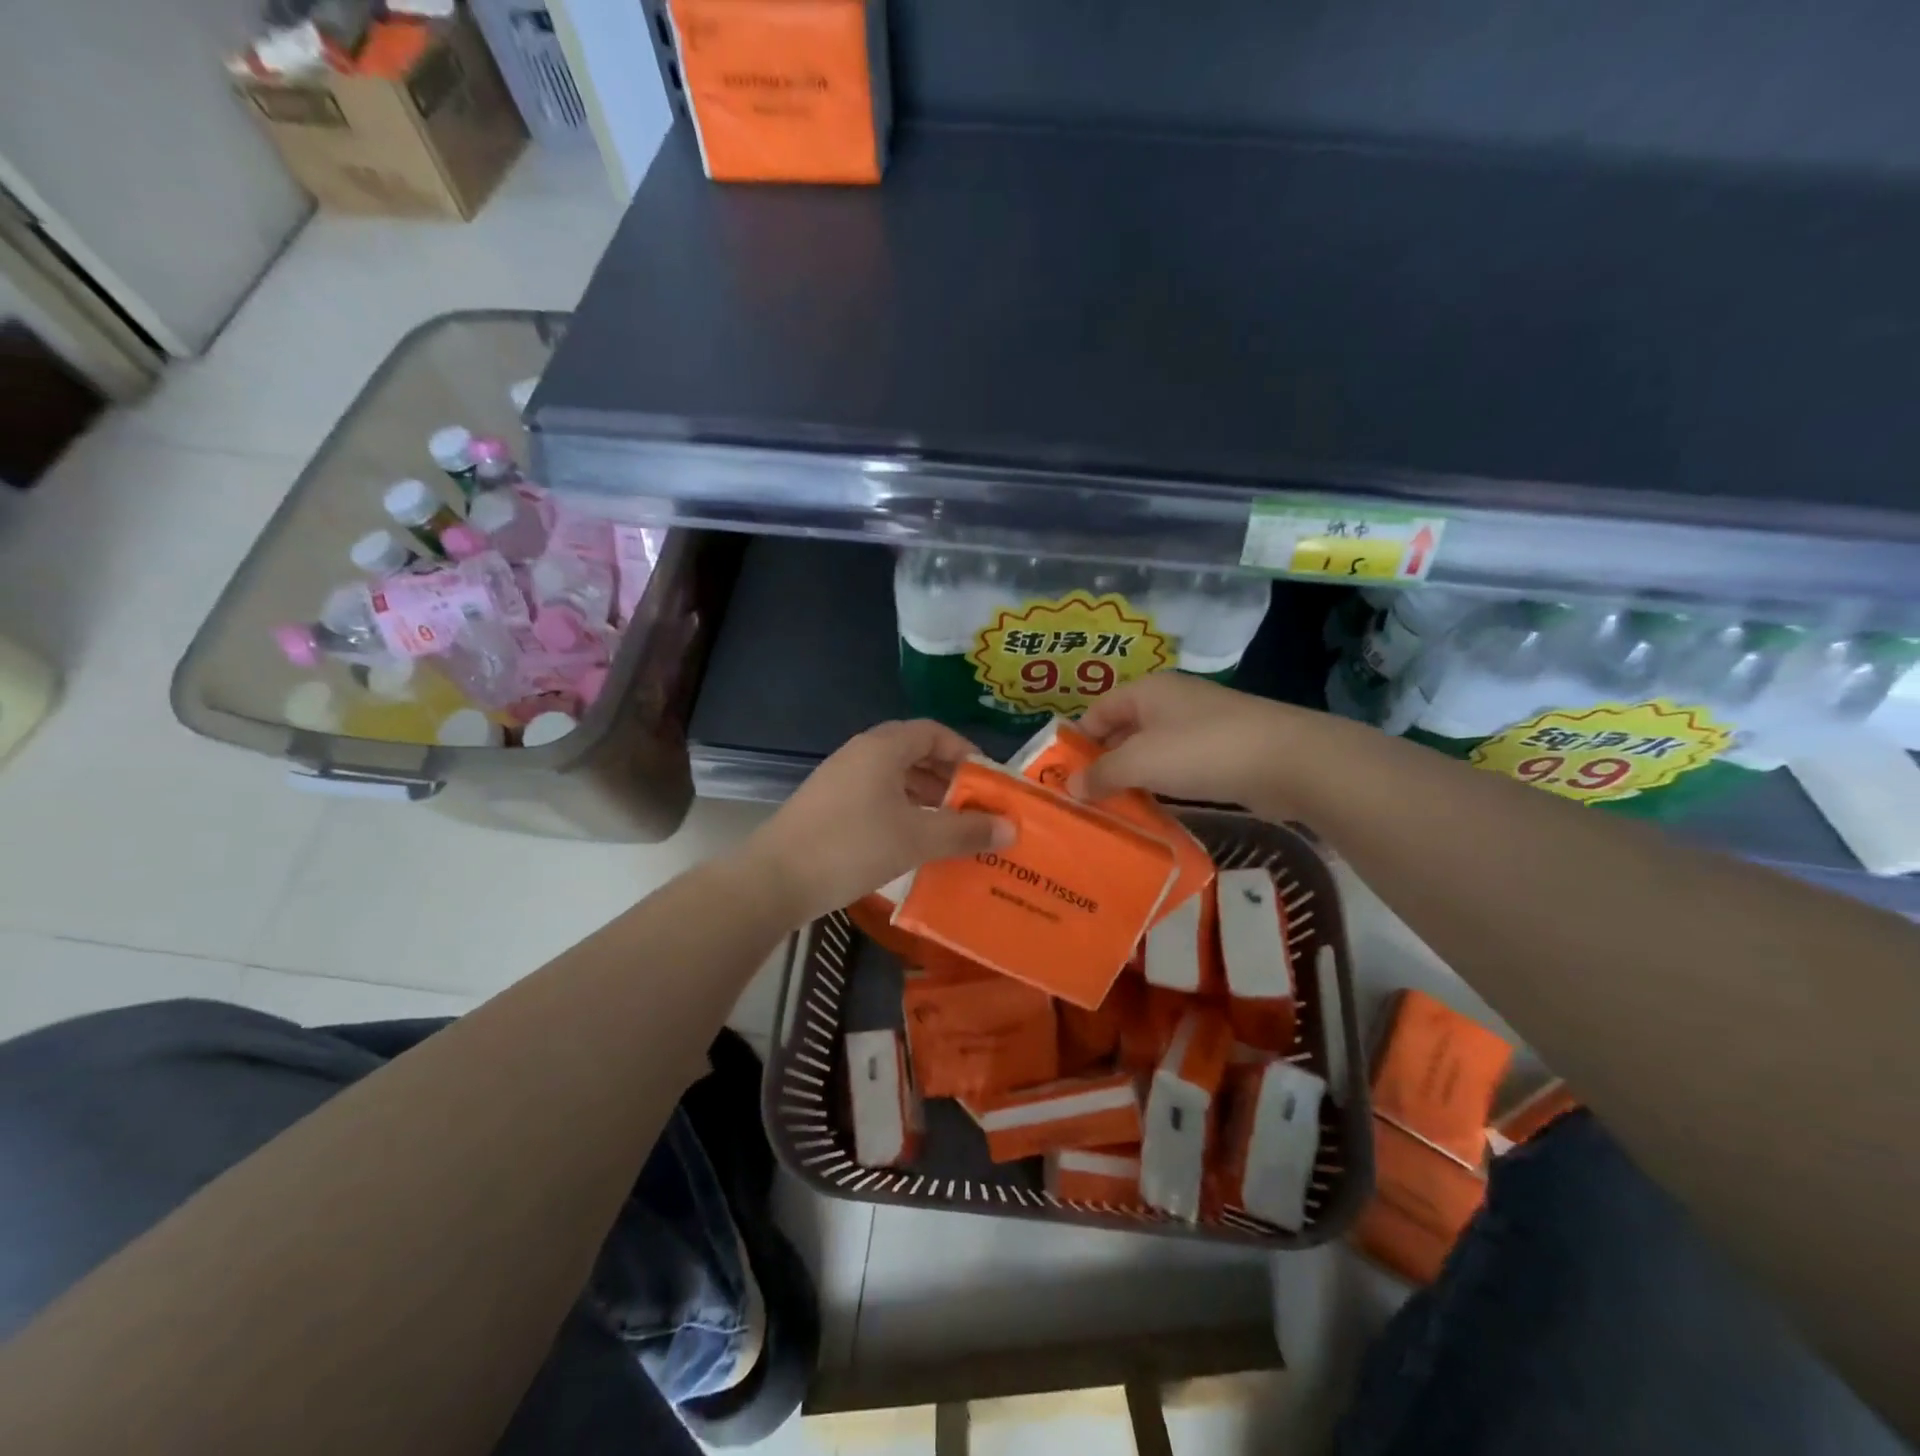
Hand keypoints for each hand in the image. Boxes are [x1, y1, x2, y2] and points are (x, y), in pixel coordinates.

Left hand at [742, 720, 1014, 922]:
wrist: (774, 879)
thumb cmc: (852, 848)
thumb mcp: (917, 839)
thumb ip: (965, 831)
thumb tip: (1011, 828)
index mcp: (883, 748)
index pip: (933, 732)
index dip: (964, 751)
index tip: (986, 780)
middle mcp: (860, 753)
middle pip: (914, 752)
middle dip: (947, 776)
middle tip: (973, 806)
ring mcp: (839, 778)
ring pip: (893, 776)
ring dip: (924, 795)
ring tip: (949, 826)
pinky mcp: (827, 803)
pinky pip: (875, 794)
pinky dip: (901, 808)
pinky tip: (912, 839)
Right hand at [1071, 674, 1313, 814]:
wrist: (1288, 760)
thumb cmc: (1202, 750)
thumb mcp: (1141, 762)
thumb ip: (1102, 774)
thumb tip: (1071, 788)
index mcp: (1146, 691)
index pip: (1096, 711)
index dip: (1077, 742)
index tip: (1063, 779)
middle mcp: (1169, 702)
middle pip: (1122, 731)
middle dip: (1102, 764)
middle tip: (1083, 802)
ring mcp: (1198, 726)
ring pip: (1150, 752)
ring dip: (1132, 779)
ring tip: (1112, 812)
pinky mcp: (1221, 752)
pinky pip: (1177, 767)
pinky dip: (1161, 786)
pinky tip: (1152, 811)